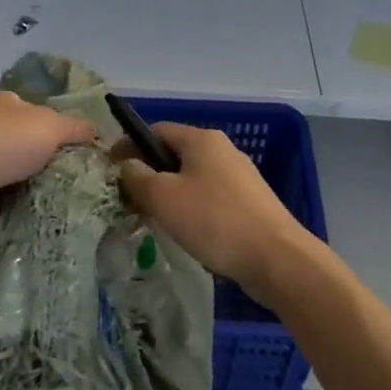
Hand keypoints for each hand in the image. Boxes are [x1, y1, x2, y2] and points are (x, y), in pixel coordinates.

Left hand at [0, 91, 95, 244]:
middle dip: (53, 157)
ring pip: (21, 167)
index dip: (65, 128)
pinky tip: (43, 208)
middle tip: (82, 177)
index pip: (43, 111)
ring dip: (38, 180)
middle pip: (32, 140)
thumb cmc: (2, 144)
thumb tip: (98, 130)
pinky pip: (8, 191)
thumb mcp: (49, 126)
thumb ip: (76, 128)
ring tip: (69, 196)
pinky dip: (22, 197)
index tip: (87, 150)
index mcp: (6, 102)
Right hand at [113, 123, 309, 300]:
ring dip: (169, 195)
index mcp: (201, 139)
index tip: (112, 171)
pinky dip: (192, 209)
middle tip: (131, 202)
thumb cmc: (215, 221)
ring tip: (155, 221)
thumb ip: (137, 177)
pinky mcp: (250, 202)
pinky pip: (210, 197)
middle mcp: (222, 149)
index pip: (156, 130)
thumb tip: (127, 165)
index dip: (130, 146)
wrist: (278, 259)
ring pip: (192, 178)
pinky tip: (188, 234)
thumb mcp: (164, 198)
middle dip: (149, 175)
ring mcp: (239, 176)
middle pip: (174, 154)